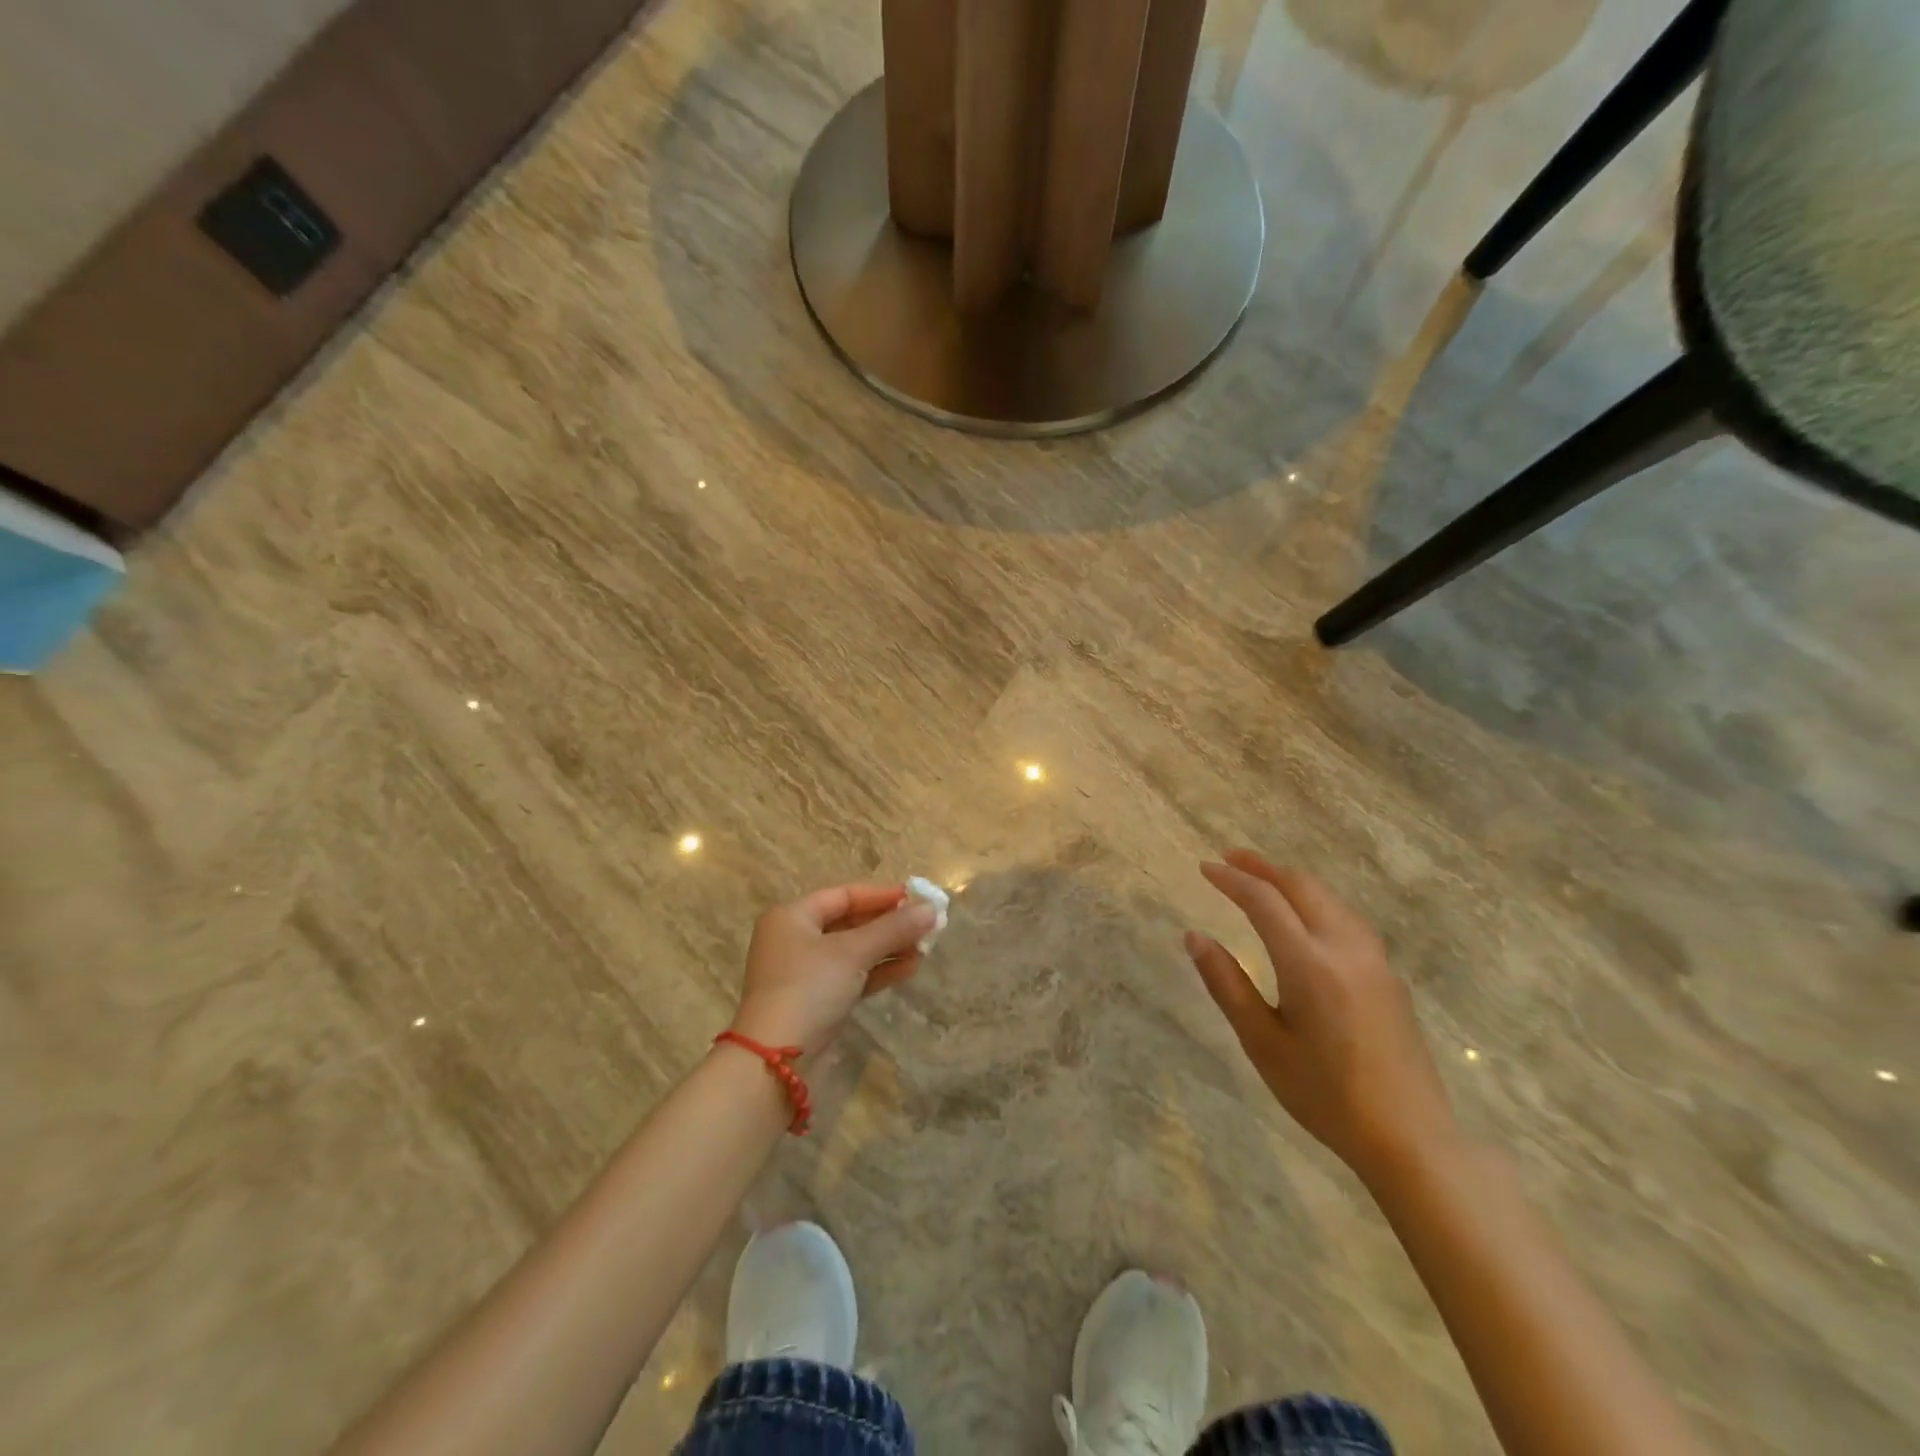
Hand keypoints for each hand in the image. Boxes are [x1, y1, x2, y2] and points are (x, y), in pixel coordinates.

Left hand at [729, 883, 938, 1054]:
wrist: (775, 1063)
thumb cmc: (809, 989)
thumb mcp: (853, 952)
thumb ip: (893, 928)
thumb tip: (932, 908)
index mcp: (792, 917)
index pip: (843, 896)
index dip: (881, 895)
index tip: (917, 898)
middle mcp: (794, 940)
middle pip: (849, 923)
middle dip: (888, 925)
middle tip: (927, 924)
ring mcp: (804, 974)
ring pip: (853, 952)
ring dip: (888, 949)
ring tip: (925, 948)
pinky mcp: (815, 1003)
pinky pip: (852, 977)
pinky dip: (878, 972)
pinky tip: (909, 969)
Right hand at [1185, 850, 1457, 1186]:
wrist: (1411, 1139)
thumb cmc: (1326, 1095)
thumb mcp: (1263, 1043)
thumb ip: (1227, 985)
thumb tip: (1195, 937)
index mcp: (1309, 963)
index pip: (1264, 901)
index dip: (1232, 879)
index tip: (1204, 867)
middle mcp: (1345, 949)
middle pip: (1302, 887)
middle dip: (1263, 867)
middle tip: (1229, 858)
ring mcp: (1374, 961)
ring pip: (1330, 899)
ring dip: (1293, 881)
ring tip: (1264, 879)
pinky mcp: (1389, 977)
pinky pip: (1348, 919)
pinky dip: (1317, 901)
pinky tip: (1308, 916)